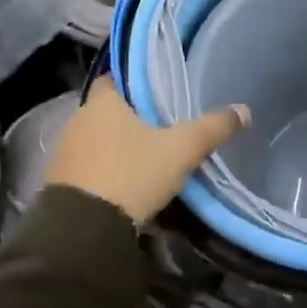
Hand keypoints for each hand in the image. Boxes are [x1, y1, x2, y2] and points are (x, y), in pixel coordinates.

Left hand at [43, 82, 248, 225]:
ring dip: (120, 147)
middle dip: (133, 118)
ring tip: (150, 158)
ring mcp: (66, 153)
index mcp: (103, 102)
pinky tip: (129, 184)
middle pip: (109, 111)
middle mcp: (79, 120)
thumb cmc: (132, 173)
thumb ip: (212, 128)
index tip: (160, 92)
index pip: (115, 78)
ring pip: (100, 141)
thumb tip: (244, 110)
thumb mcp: (181, 150)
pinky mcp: (61, 183)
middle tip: (165, 127)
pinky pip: (91, 167)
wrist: (84, 228)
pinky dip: (108, 171)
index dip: (137, 83)